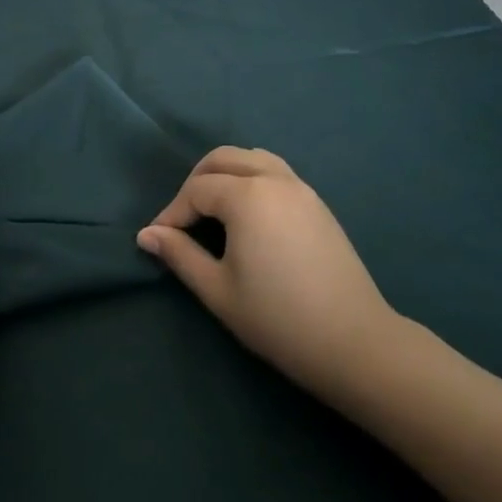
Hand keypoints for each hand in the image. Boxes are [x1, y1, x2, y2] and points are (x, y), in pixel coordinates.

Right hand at [138, 147, 403, 414]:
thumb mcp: (218, 290)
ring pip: (252, 158)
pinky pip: (276, 172)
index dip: (172, 213)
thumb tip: (146, 234)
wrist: (354, 343)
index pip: (196, 190)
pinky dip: (252, 179)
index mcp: (247, 196)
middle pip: (223, 158)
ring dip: (225, 174)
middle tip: (183, 219)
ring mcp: (301, 188)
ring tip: (213, 209)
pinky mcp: (318, 203)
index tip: (159, 241)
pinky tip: (248, 215)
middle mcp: (274, 179)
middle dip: (195, 182)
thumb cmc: (278, 319)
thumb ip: (179, 254)